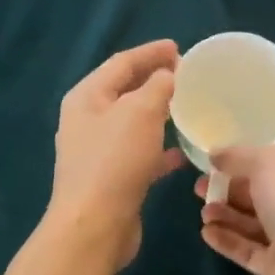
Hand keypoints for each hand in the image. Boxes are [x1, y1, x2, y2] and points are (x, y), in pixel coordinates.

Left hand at [49, 40, 184, 268]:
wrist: (94, 226)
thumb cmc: (115, 160)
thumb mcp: (140, 112)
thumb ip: (157, 86)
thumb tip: (167, 75)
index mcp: (87, 97)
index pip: (121, 63)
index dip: (150, 52)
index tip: (179, 47)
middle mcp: (87, 120)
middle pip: (124, 91)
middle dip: (154, 80)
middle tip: (186, 74)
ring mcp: (97, 152)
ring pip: (132, 123)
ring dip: (158, 113)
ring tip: (187, 106)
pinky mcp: (111, 178)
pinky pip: (139, 154)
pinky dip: (159, 148)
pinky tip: (181, 153)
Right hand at [196, 145, 274, 274]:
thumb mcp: (270, 162)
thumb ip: (240, 155)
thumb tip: (216, 154)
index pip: (272, 164)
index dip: (241, 162)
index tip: (212, 163)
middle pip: (258, 193)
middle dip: (228, 189)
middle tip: (199, 189)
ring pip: (251, 223)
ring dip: (225, 214)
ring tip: (203, 212)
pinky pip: (247, 250)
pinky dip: (227, 240)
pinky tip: (206, 233)